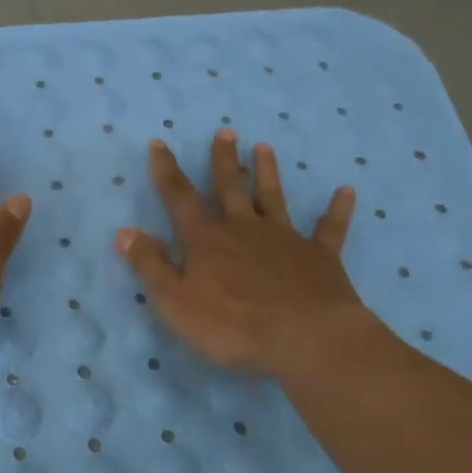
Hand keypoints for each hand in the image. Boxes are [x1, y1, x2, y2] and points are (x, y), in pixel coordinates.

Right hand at [115, 130, 377, 377]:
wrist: (305, 339)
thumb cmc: (232, 326)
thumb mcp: (175, 302)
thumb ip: (150, 266)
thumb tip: (124, 232)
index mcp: (206, 240)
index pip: (180, 198)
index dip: (166, 171)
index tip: (160, 143)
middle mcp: (244, 229)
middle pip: (230, 188)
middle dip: (223, 160)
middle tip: (225, 133)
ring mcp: (285, 240)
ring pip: (273, 198)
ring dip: (267, 173)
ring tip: (265, 148)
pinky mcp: (320, 258)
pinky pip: (329, 229)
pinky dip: (337, 210)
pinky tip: (346, 192)